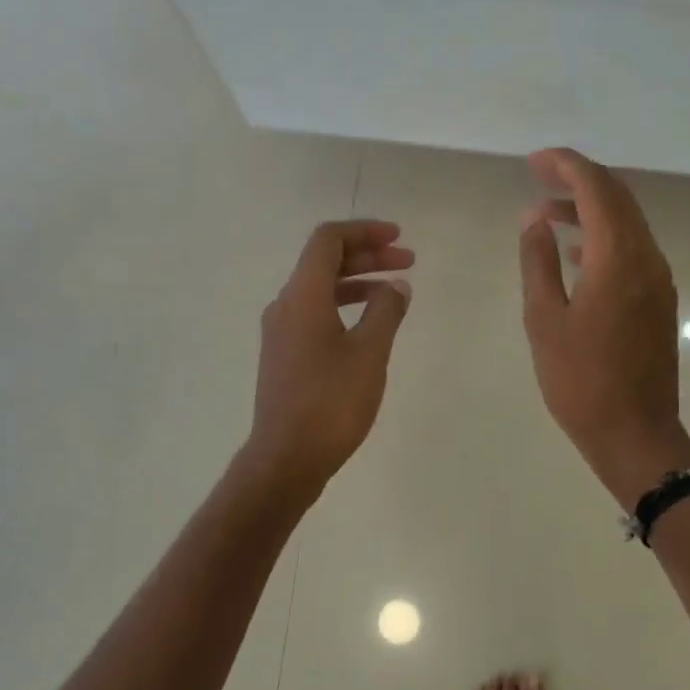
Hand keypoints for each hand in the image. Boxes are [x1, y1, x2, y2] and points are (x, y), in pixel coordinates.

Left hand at [243, 219, 413, 499]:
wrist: (286, 458)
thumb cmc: (331, 402)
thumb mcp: (370, 353)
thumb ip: (386, 311)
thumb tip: (396, 286)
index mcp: (302, 295)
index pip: (328, 240)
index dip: (364, 231)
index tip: (398, 238)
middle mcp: (285, 305)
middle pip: (324, 262)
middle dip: (368, 256)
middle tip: (408, 262)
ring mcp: (281, 332)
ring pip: (320, 289)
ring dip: (358, 282)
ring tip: (395, 291)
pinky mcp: (284, 356)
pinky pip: (315, 313)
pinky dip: (345, 306)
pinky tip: (370, 324)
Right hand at [518, 149, 689, 508]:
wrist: (635, 434)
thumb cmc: (581, 381)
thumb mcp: (545, 321)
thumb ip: (538, 263)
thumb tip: (535, 219)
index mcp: (619, 258)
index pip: (597, 189)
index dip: (566, 166)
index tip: (534, 161)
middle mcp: (647, 259)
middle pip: (618, 198)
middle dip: (579, 180)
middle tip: (538, 177)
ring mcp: (659, 280)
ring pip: (628, 224)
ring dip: (591, 210)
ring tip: (548, 215)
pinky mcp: (659, 302)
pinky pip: (633, 251)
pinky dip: (604, 239)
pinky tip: (576, 255)